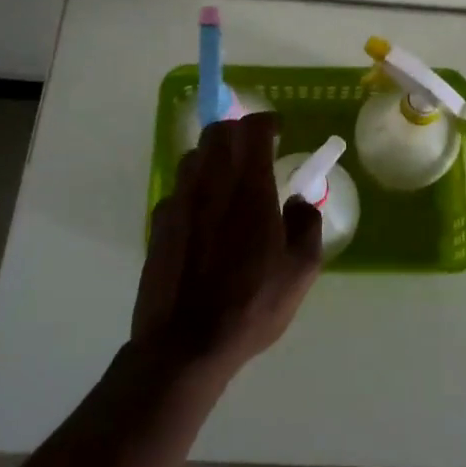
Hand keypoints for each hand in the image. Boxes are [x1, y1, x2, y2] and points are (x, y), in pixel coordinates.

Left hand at [133, 112, 322, 375]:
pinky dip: (194, 188)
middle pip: (217, 133)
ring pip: (193, 156)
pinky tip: (204, 215)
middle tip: (255, 149)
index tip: (279, 131)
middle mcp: (210, 184)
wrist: (185, 344)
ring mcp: (179, 201)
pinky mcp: (159, 223)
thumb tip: (299, 201)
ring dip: (213, 156)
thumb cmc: (251, 305)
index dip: (267, 122)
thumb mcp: (300, 270)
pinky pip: (178, 189)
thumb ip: (306, 225)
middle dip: (238, 131)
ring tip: (229, 179)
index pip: (252, 129)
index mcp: (249, 188)